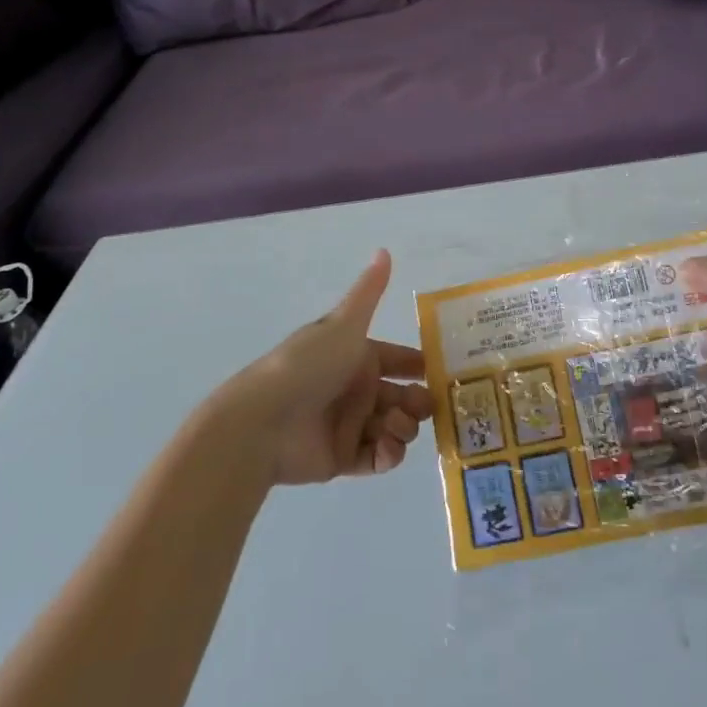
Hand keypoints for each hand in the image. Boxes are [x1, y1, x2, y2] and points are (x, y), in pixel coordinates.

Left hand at [226, 250, 434, 485]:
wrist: (264, 421)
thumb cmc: (308, 365)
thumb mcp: (343, 324)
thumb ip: (369, 292)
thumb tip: (384, 249)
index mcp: (357, 356)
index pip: (399, 360)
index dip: (421, 366)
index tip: (443, 374)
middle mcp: (356, 388)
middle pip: (403, 396)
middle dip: (420, 402)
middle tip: (425, 407)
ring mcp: (350, 424)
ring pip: (395, 427)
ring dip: (405, 426)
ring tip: (394, 425)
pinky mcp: (343, 458)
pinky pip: (378, 457)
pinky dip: (389, 454)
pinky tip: (387, 447)